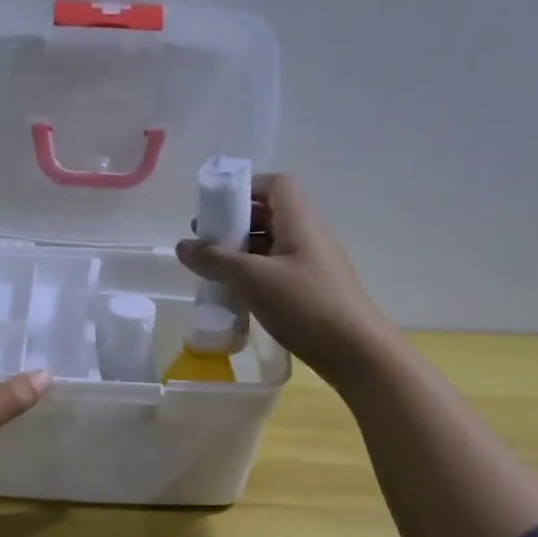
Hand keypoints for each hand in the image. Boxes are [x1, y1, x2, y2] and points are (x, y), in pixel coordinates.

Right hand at [176, 173, 388, 387]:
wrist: (354, 351)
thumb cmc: (305, 305)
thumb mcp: (254, 279)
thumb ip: (216, 260)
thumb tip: (182, 246)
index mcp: (300, 222)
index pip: (276, 185)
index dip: (246, 188)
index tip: (216, 207)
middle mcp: (308, 237)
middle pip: (270, 215)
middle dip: (235, 223)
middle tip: (205, 241)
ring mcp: (311, 266)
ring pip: (271, 246)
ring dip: (241, 252)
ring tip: (212, 269)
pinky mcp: (310, 291)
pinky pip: (276, 271)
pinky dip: (253, 275)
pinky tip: (235, 294)